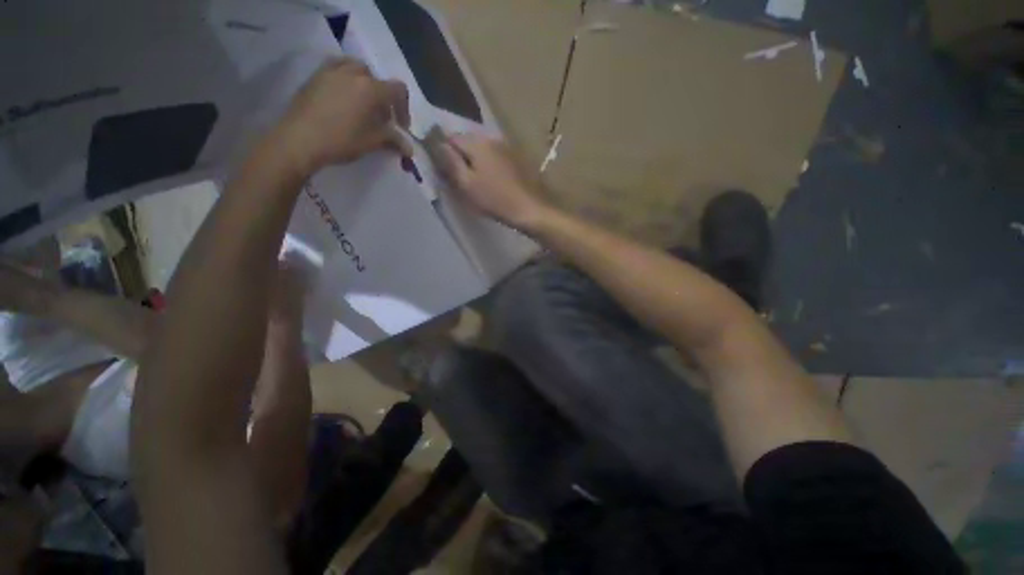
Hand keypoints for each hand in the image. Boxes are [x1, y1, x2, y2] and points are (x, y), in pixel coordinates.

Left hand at [275, 58, 411, 177]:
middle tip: (380, 118)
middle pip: (377, 80)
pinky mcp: (315, 75)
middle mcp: (353, 73)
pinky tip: (341, 98)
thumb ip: (393, 140)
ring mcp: (331, 71)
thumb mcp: (373, 142)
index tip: (400, 127)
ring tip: (360, 103)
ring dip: (364, 84)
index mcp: (371, 88)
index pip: (398, 90)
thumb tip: (409, 148)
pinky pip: (336, 69)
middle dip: (383, 98)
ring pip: (356, 69)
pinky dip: (345, 80)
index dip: (404, 109)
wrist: (299, 139)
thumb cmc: (341, 140)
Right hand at [436, 133, 549, 230]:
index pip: (450, 137)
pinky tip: (491, 181)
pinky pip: (494, 157)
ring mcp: (506, 147)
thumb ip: (449, 162)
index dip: (443, 153)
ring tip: (475, 182)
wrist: (530, 208)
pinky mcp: (515, 158)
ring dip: (474, 161)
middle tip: (458, 179)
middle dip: (459, 156)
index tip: (444, 171)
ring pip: (481, 150)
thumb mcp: (466, 184)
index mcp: (477, 142)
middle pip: (466, 142)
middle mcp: (491, 138)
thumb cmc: (494, 199)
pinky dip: (487, 165)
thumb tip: (436, 143)